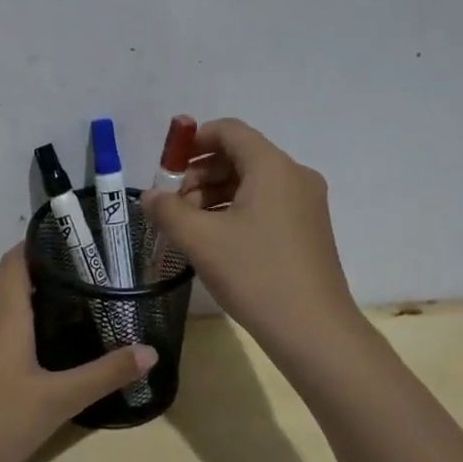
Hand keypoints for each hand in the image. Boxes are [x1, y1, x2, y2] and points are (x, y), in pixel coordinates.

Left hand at [0, 246, 155, 461]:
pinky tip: (44, 345)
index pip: (18, 255)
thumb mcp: (59, 399)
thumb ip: (105, 373)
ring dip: (31, 297)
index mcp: (1, 309)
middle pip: (10, 276)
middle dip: (46, 270)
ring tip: (76, 303)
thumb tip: (151, 351)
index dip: (46, 243)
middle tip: (92, 275)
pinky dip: (18, 321)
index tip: (84, 244)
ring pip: (0, 302)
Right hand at [142, 118, 357, 351]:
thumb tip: (150, 196)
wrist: (313, 330)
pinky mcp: (306, 230)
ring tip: (188, 227)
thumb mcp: (200, 240)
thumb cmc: (255, 274)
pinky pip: (265, 205)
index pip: (230, 131)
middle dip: (200, 174)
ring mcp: (305, 205)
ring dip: (214, 195)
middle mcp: (294, 177)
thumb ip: (168, 210)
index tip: (165, 166)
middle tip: (173, 205)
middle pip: (239, 156)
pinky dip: (234, 211)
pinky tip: (214, 241)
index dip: (193, 140)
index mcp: (273, 167)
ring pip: (251, 183)